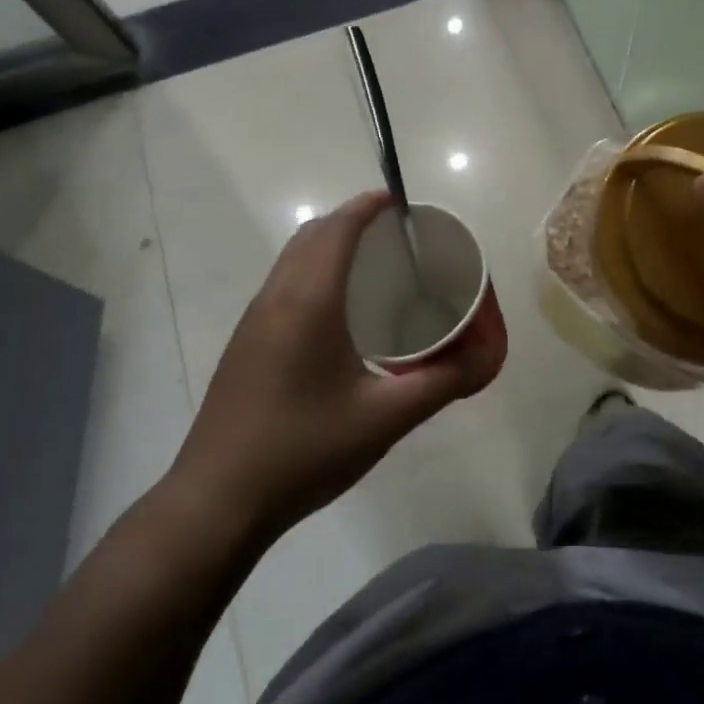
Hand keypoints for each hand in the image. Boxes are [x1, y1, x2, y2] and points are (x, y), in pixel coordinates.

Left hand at [158, 191, 505, 552]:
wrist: (217, 502)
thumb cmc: (304, 450)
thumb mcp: (385, 419)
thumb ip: (442, 382)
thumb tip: (487, 355)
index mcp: (309, 302)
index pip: (338, 229)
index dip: (368, 205)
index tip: (402, 202)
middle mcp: (275, 298)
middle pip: (312, 235)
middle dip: (352, 220)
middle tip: (396, 237)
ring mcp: (253, 320)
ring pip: (292, 258)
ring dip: (329, 244)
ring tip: (373, 267)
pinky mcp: (244, 344)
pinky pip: (282, 283)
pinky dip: (312, 270)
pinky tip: (338, 312)